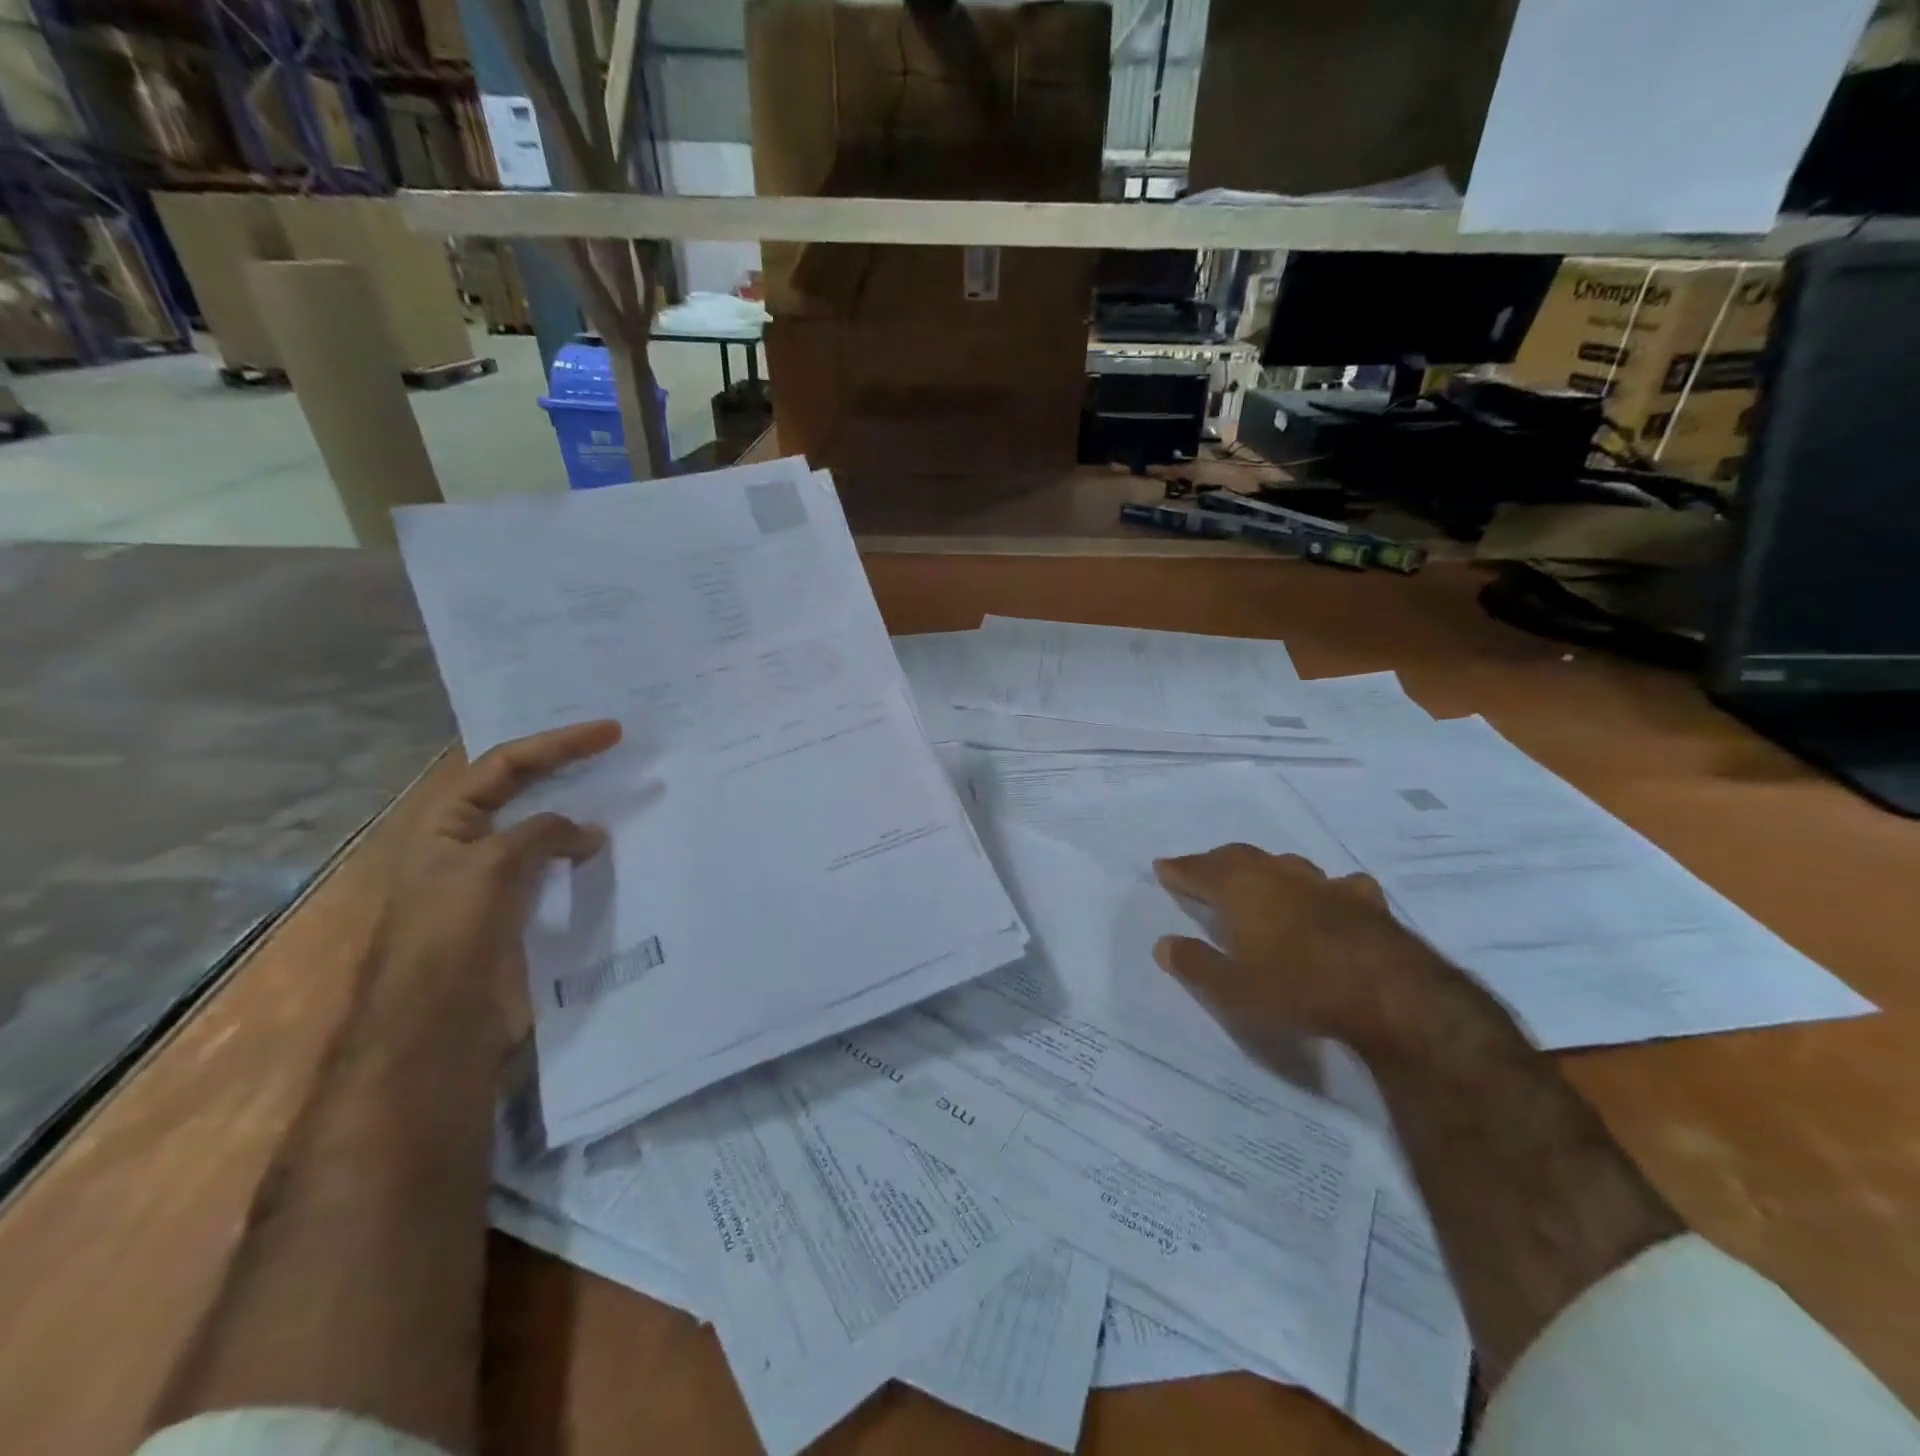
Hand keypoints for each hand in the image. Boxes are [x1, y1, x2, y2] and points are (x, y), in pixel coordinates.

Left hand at [370, 720, 622, 1042]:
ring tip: (625, 796)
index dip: (558, 743)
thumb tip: (591, 833)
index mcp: (447, 822)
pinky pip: (558, 868)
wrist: (439, 1022)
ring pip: (546, 830)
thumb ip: (544, 832)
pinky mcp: (521, 909)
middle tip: (620, 752)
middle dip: (571, 769)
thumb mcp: (493, 865)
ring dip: (583, 812)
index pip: (506, 764)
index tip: (611, 732)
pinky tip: (614, 851)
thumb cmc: (452, 932)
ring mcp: (497, 877)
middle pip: (526, 790)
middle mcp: (470, 842)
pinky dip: (585, 854)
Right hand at [1152, 844, 1519, 1067]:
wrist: (1389, 995)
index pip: (1199, 871)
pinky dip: (1324, 889)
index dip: (1179, 870)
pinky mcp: (1364, 901)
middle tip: (1201, 869)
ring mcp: (1324, 884)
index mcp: (1241, 890)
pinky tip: (1331, 897)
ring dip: (1265, 869)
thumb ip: (1194, 965)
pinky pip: (1337, 885)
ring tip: (1258, 879)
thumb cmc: (1297, 989)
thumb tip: (1163, 944)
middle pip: (1238, 857)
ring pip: (1285, 864)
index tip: (1162, 867)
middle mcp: (1278, 875)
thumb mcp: (1232, 990)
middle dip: (1215, 862)